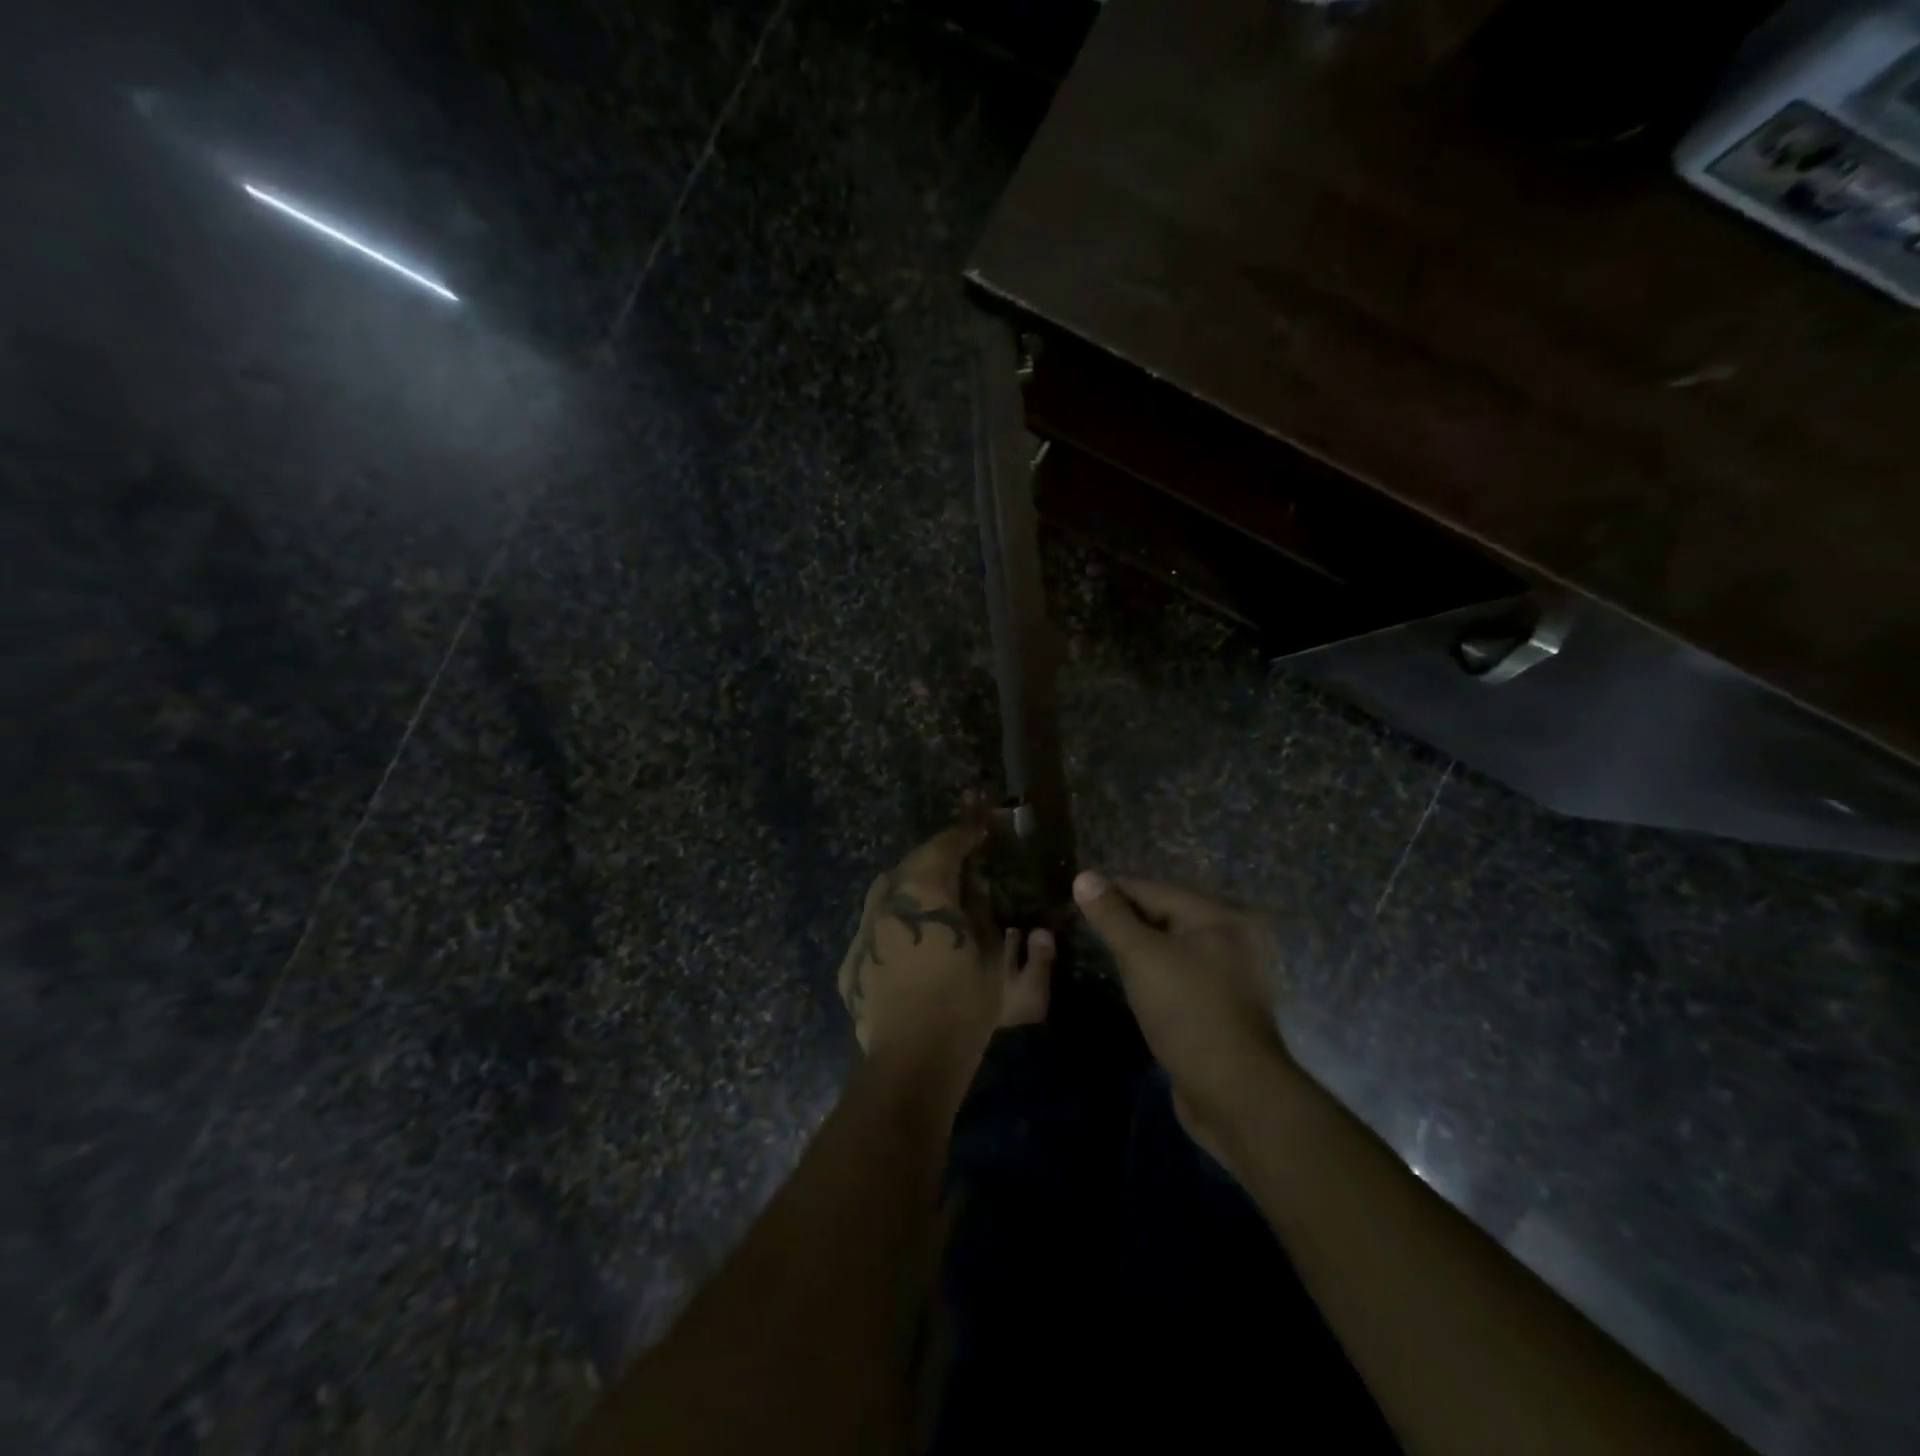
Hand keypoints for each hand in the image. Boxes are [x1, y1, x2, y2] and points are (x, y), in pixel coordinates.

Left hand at [837, 823, 1055, 1090]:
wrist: (912, 1060)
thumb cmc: (962, 1002)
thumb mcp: (990, 954)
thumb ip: (980, 913)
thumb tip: (972, 893)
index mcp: (923, 888)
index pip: (946, 844)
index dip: (967, 828)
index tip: (982, 816)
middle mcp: (886, 899)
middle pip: (913, 865)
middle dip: (938, 860)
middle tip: (963, 864)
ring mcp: (863, 929)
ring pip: (889, 894)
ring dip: (914, 892)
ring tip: (937, 904)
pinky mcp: (851, 961)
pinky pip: (877, 930)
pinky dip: (896, 928)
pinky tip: (912, 947)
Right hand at [1073, 870, 1290, 1161]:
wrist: (1235, 1095)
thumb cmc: (1188, 1013)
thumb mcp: (1143, 957)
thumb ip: (1112, 916)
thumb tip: (1084, 876)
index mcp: (1216, 919)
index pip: (1154, 890)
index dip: (1113, 891)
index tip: (1074, 894)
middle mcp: (1226, 941)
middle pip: (1164, 917)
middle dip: (1123, 919)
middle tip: (1079, 923)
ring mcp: (1225, 978)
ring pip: (1169, 950)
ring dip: (1135, 949)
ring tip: (1096, 949)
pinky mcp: (1216, 1009)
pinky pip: (1175, 978)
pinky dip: (1151, 975)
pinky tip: (1126, 982)